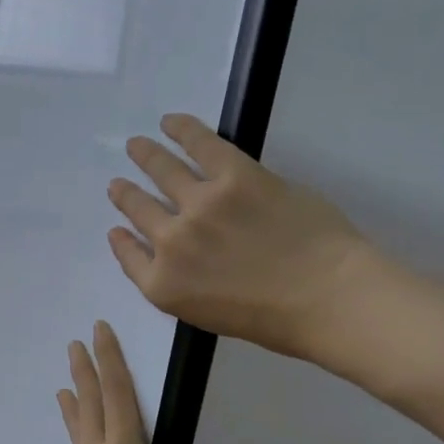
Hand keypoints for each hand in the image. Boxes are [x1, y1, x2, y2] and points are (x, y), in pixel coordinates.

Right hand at [107, 113, 376, 367]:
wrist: (325, 298)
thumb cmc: (274, 320)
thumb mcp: (207, 316)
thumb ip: (179, 285)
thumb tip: (169, 254)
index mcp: (164, 284)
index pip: (129, 255)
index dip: (121, 239)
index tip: (117, 228)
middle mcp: (171, 241)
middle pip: (138, 209)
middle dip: (125, 195)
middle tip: (118, 184)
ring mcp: (200, 204)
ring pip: (162, 171)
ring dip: (145, 156)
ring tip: (136, 146)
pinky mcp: (234, 175)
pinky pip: (199, 144)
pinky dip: (181, 129)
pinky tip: (170, 122)